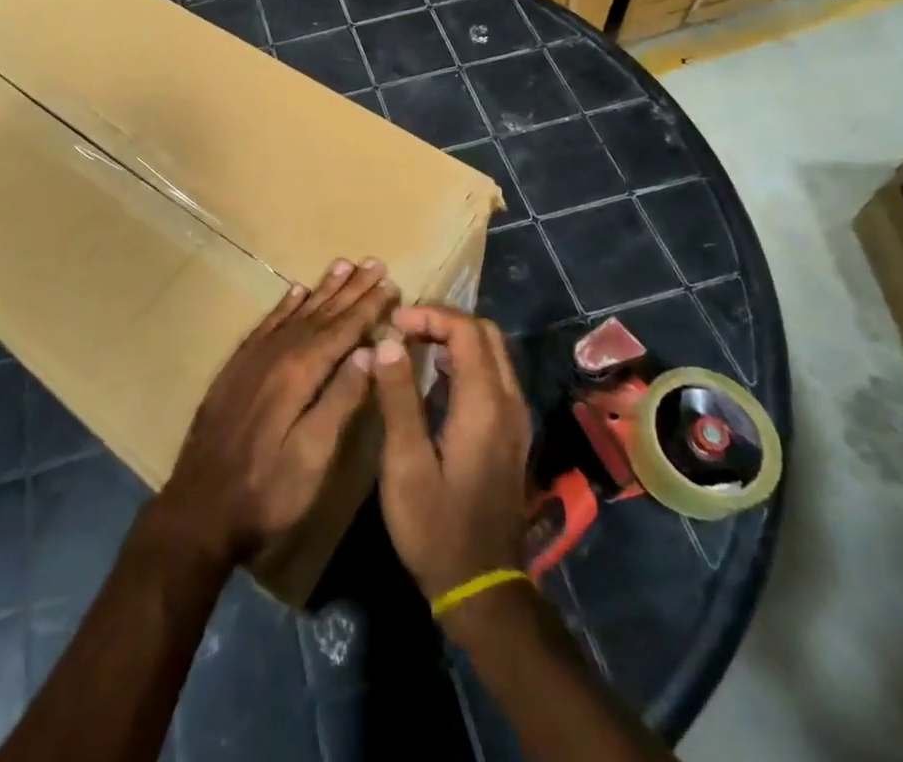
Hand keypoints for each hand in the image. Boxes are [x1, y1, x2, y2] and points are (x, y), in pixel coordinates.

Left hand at [153, 258, 396, 570]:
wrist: (200, 507)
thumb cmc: (267, 491)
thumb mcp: (313, 456)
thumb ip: (340, 400)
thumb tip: (370, 352)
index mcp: (299, 373)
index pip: (342, 331)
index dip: (368, 307)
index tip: (390, 283)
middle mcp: (276, 354)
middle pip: (320, 314)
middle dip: (350, 289)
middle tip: (373, 262)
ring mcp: (253, 358)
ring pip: (295, 313)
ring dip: (321, 290)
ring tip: (342, 265)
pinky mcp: (236, 368)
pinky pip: (266, 325)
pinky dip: (284, 306)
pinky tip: (295, 292)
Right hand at [372, 305, 532, 601]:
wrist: (482, 587)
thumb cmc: (436, 527)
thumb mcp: (405, 463)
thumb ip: (397, 397)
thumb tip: (386, 341)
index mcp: (484, 404)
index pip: (466, 330)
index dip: (429, 316)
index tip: (392, 324)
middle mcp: (509, 402)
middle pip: (485, 333)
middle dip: (443, 321)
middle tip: (402, 330)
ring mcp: (515, 419)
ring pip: (493, 353)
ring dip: (455, 338)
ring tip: (412, 346)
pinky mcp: (512, 433)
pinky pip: (494, 375)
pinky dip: (465, 360)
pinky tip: (434, 378)